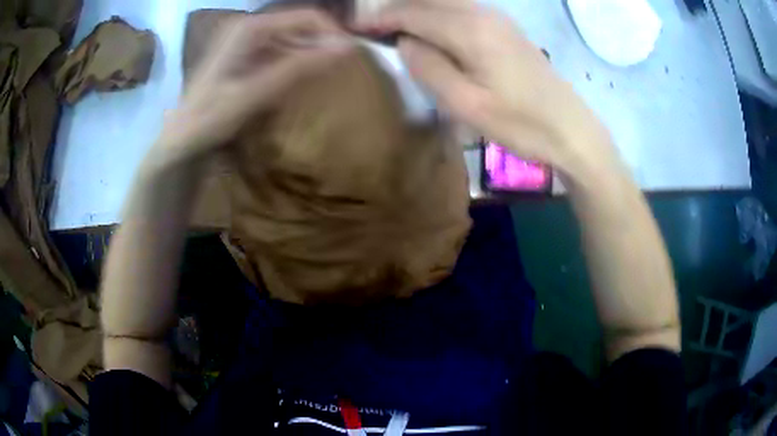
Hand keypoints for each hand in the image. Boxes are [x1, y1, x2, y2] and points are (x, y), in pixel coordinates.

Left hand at [161, 9, 351, 157]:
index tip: (351, 59)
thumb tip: (347, 48)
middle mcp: (250, 27)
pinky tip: (300, 82)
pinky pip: (281, 53)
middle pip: (301, 26)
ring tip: (326, 77)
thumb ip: (299, 68)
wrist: (181, 140)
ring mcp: (247, 42)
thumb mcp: (256, 92)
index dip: (333, 34)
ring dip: (311, 56)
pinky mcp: (246, 57)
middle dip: (323, 45)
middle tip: (341, 71)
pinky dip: (295, 65)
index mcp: (251, 28)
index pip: (308, 17)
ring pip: (293, 40)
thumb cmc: (210, 118)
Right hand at [357, 0, 613, 170]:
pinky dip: (438, 14)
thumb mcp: (466, 104)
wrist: (571, 129)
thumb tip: (405, 42)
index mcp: (469, 29)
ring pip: (445, 1)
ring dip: (417, 9)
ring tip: (396, 29)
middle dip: (397, 8)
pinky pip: (462, 9)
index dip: (381, 18)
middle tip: (375, 28)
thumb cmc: (521, 124)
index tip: (358, 29)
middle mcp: (482, 13)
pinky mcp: (505, 27)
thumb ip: (428, 68)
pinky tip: (431, 31)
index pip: (412, 12)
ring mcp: (497, 17)